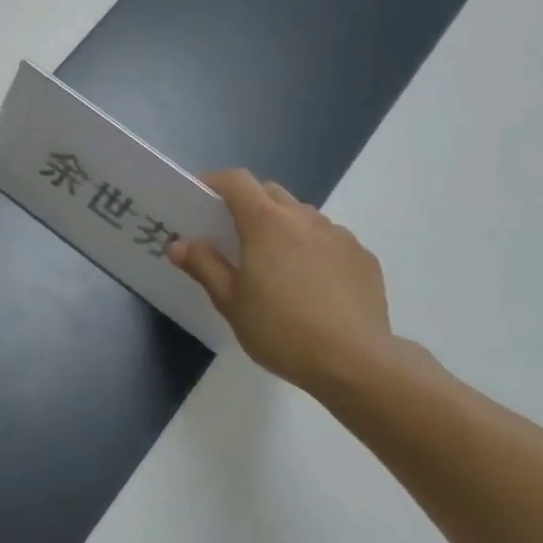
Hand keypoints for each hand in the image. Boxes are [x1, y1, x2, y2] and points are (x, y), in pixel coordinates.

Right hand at [169, 168, 395, 394]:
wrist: (355, 361)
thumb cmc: (281, 329)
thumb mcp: (230, 302)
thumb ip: (204, 266)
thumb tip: (179, 244)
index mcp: (266, 222)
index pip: (237, 181)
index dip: (216, 182)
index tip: (201, 197)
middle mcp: (304, 218)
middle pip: (270, 193)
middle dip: (249, 203)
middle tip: (234, 235)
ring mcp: (339, 235)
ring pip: (303, 216)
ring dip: (283, 226)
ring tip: (276, 264)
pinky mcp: (364, 257)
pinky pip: (330, 240)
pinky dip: (314, 249)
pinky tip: (312, 285)